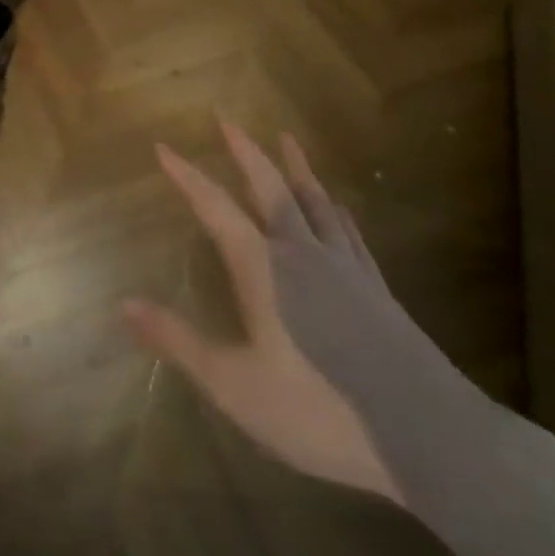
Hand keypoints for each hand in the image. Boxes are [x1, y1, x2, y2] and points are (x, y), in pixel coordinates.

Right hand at [124, 120, 402, 506]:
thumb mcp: (235, 385)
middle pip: (270, 189)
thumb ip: (178, 341)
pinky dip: (334, 209)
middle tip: (227, 117)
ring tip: (286, 139)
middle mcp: (303, 254)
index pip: (215, 208)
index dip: (187, 177)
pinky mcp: (376, 290)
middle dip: (245, 151)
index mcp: (264, 269)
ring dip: (296, 167)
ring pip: (315, 202)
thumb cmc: (320, 410)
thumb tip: (124, 304)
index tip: (163, 147)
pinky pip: (348, 232)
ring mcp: (345, 268)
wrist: (430, 437)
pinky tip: (336, 205)